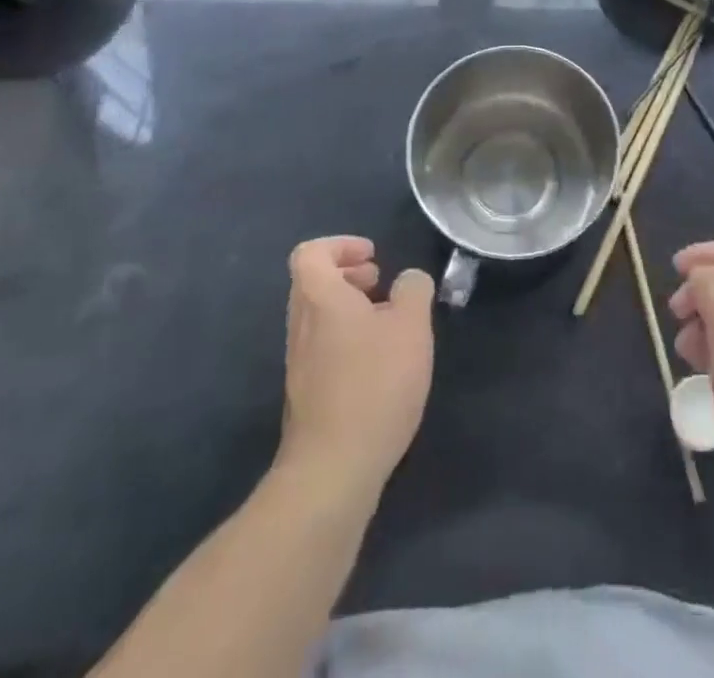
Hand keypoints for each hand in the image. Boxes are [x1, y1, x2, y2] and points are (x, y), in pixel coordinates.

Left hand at [280, 236, 433, 493]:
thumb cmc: (375, 383)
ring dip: (349, 306)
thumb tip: (407, 282)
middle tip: (380, 283)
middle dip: (348, 273)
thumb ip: (414, 290)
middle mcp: (301, 324)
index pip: (311, 253)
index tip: (373, 256)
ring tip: (387, 322)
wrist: (333, 468)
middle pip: (312, 281)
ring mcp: (299, 361)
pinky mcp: (306, 392)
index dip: (341, 245)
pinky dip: (347, 337)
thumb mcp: (412, 326)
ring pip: (318, 314)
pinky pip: (322, 345)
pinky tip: (379, 362)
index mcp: (320, 298)